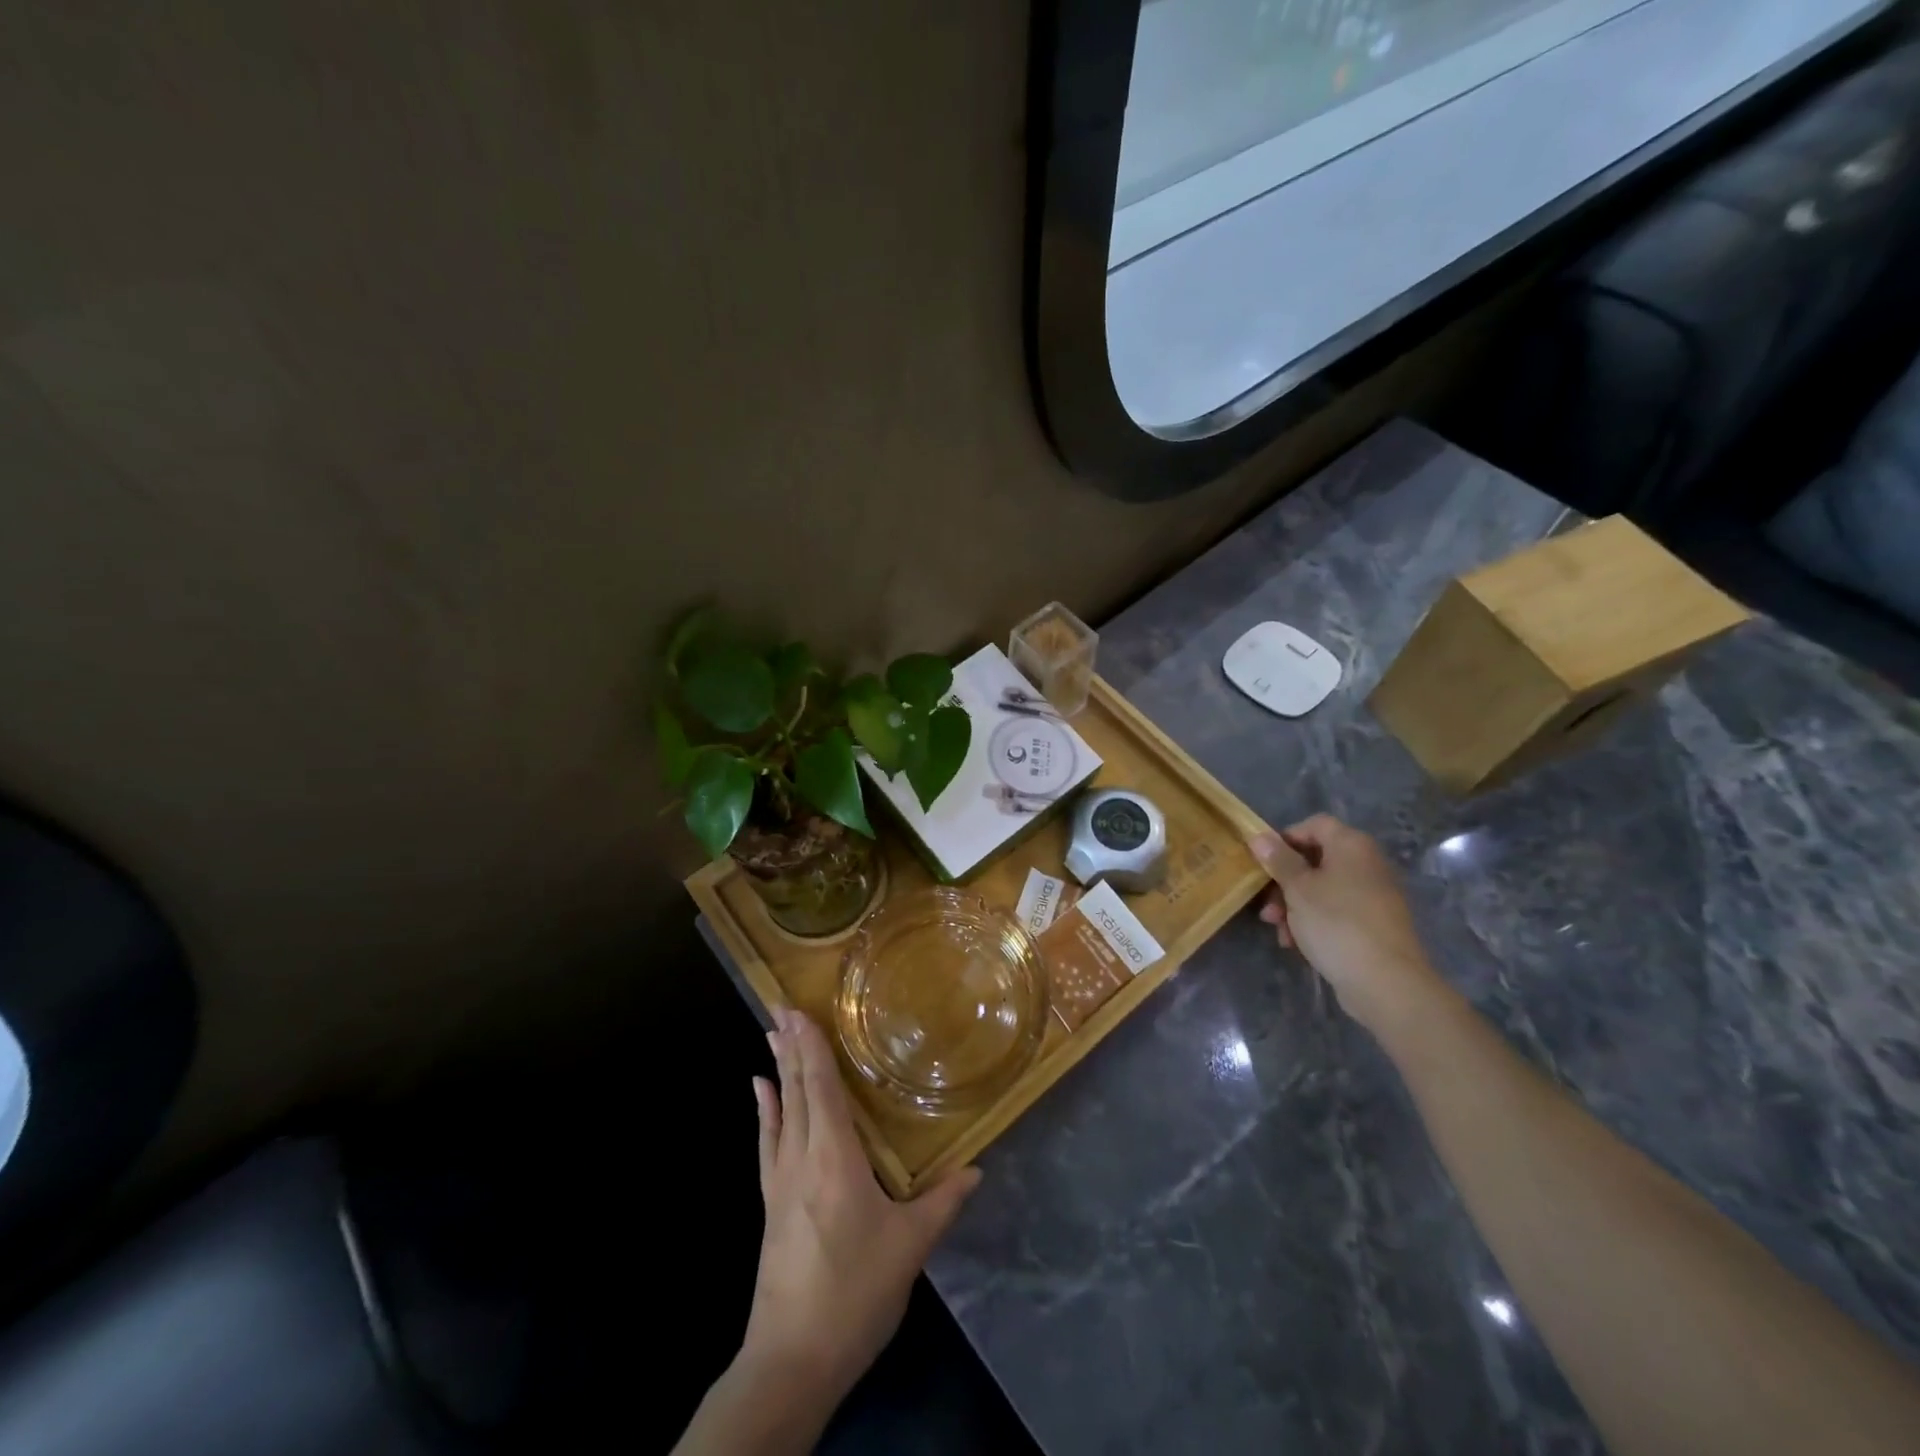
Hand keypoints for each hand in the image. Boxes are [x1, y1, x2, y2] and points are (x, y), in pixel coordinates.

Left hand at [742, 1008, 980, 1405]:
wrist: (792, 1360)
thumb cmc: (855, 1292)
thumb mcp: (910, 1247)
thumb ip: (942, 1202)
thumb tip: (977, 1168)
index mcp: (835, 1158)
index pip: (821, 1088)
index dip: (812, 1047)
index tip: (798, 1011)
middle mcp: (803, 1157)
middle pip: (796, 1090)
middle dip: (791, 1046)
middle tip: (781, 1007)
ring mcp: (781, 1180)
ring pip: (780, 1111)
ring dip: (778, 1070)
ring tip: (771, 1035)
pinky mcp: (771, 1203)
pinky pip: (767, 1143)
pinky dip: (765, 1112)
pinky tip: (759, 1092)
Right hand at [1250, 814, 1451, 1037]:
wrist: (1386, 982)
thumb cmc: (1336, 923)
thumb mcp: (1298, 888)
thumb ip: (1278, 860)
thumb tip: (1260, 837)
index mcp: (1352, 846)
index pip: (1315, 824)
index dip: (1286, 838)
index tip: (1264, 861)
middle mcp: (1367, 864)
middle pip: (1316, 859)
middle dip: (1285, 881)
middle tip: (1266, 904)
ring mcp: (1374, 895)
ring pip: (1322, 889)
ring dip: (1294, 905)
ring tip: (1278, 930)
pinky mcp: (1374, 924)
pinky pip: (1336, 912)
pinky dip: (1314, 922)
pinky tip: (1297, 944)